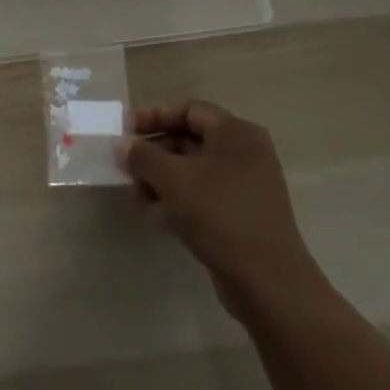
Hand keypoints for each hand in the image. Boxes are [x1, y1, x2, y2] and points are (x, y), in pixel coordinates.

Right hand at [120, 101, 325, 317]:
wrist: (267, 280)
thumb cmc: (219, 214)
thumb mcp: (172, 179)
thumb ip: (142, 156)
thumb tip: (123, 144)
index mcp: (236, 133)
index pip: (189, 110)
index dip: (154, 116)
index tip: (125, 132)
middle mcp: (246, 152)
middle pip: (190, 139)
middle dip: (154, 152)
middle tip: (126, 168)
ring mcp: (247, 184)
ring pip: (194, 169)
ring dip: (162, 177)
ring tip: (139, 197)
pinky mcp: (243, 212)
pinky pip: (204, 193)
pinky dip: (179, 197)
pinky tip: (160, 215)